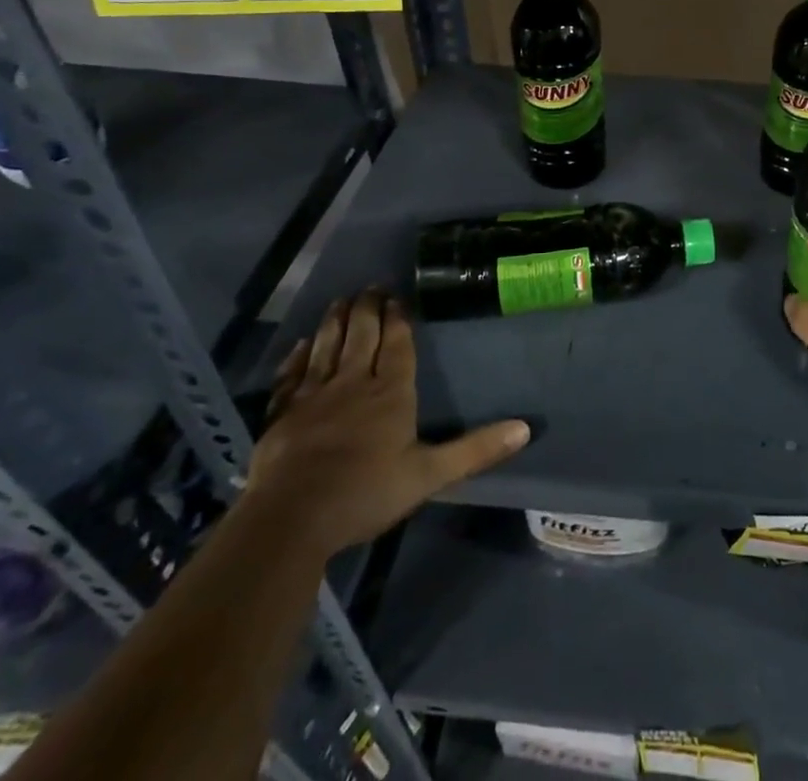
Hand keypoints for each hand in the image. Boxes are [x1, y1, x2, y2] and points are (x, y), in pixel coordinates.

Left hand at [245, 293, 529, 554]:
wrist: (291, 519)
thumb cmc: (366, 493)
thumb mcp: (430, 475)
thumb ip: (475, 449)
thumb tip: (525, 428)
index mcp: (390, 392)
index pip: (396, 344)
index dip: (398, 319)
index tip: (397, 296)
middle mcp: (352, 383)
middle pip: (361, 335)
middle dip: (367, 308)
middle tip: (371, 288)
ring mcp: (313, 395)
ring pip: (326, 346)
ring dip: (334, 321)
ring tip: (340, 300)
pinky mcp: (282, 414)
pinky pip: (292, 375)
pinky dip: (297, 356)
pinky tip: (300, 345)